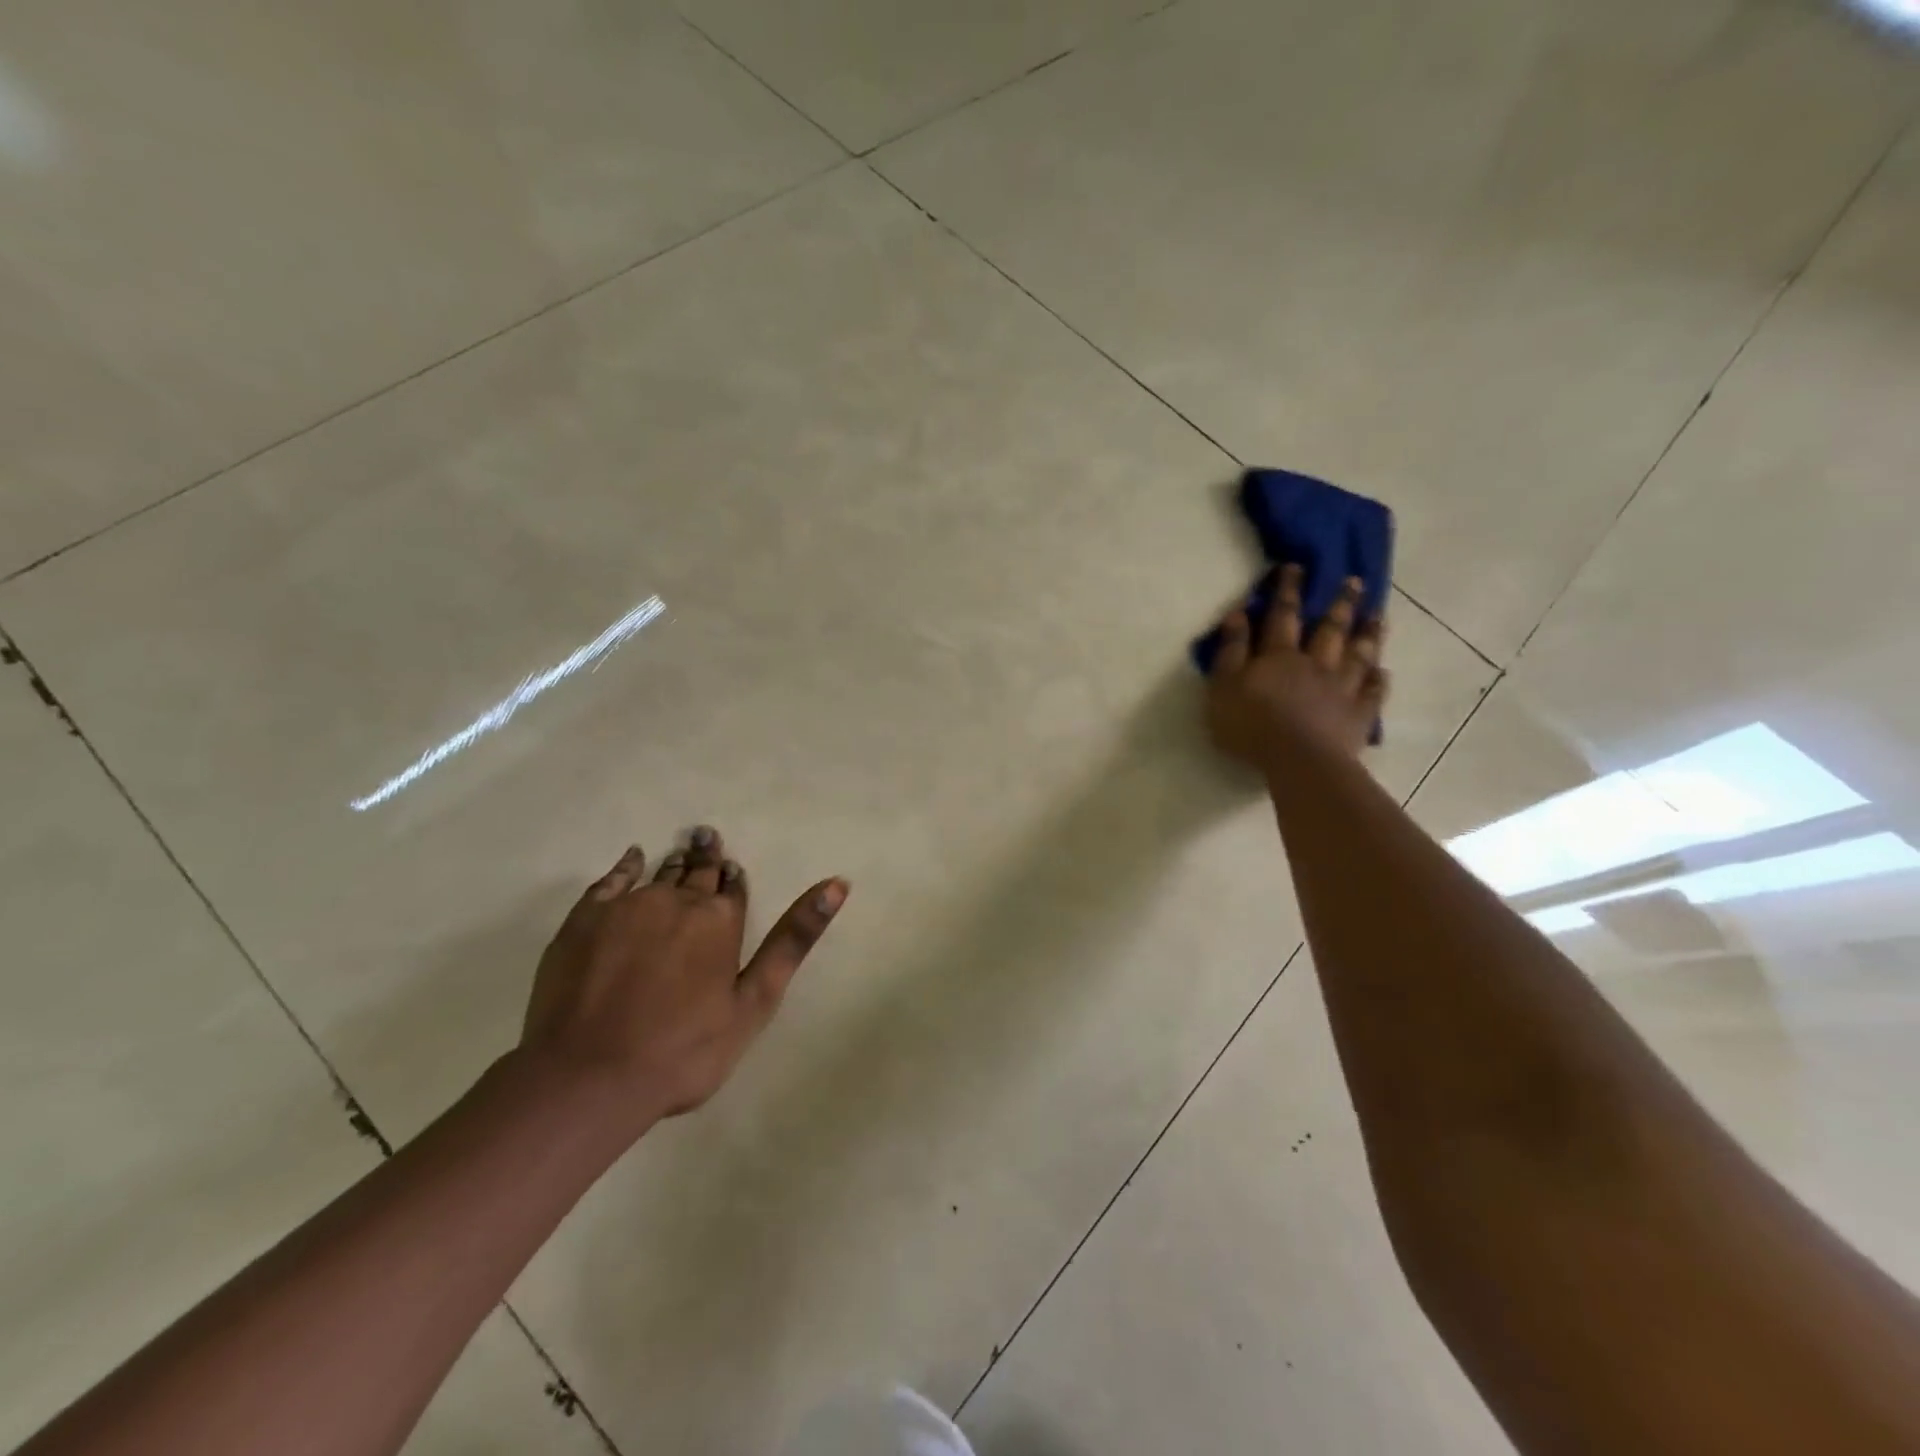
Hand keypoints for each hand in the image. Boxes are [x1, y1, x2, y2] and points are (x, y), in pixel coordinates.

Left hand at [520, 828, 847, 1127]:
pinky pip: (612, 879)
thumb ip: (793, 940)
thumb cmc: (683, 1050)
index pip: (733, 889)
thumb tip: (837, 884)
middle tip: (707, 839)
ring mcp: (628, 906)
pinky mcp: (585, 918)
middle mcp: (678, 900)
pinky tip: (633, 858)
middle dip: (707, 859)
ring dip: (675, 863)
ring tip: (682, 851)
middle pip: (698, 874)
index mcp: (720, 921)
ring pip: (660, 873)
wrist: (587, 1078)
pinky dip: (627, 866)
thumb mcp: (754, 1002)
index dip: (734, 879)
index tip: (732, 869)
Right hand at [1206, 565, 1388, 769]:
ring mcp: (1342, 689)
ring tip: (1378, 615)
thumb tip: (1237, 613)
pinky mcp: (1359, 716)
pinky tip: (1384, 671)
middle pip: (1329, 628)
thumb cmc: (1251, 726)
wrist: (1298, 762)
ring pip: (1358, 655)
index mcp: (1279, 656)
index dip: (1288, 590)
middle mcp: (1315, 664)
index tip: (1296, 567)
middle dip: (1340, 603)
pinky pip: (1373, 693)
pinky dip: (1379, 680)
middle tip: (1354, 580)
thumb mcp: (1223, 687)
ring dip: (1368, 634)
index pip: (1283, 615)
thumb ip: (1230, 651)